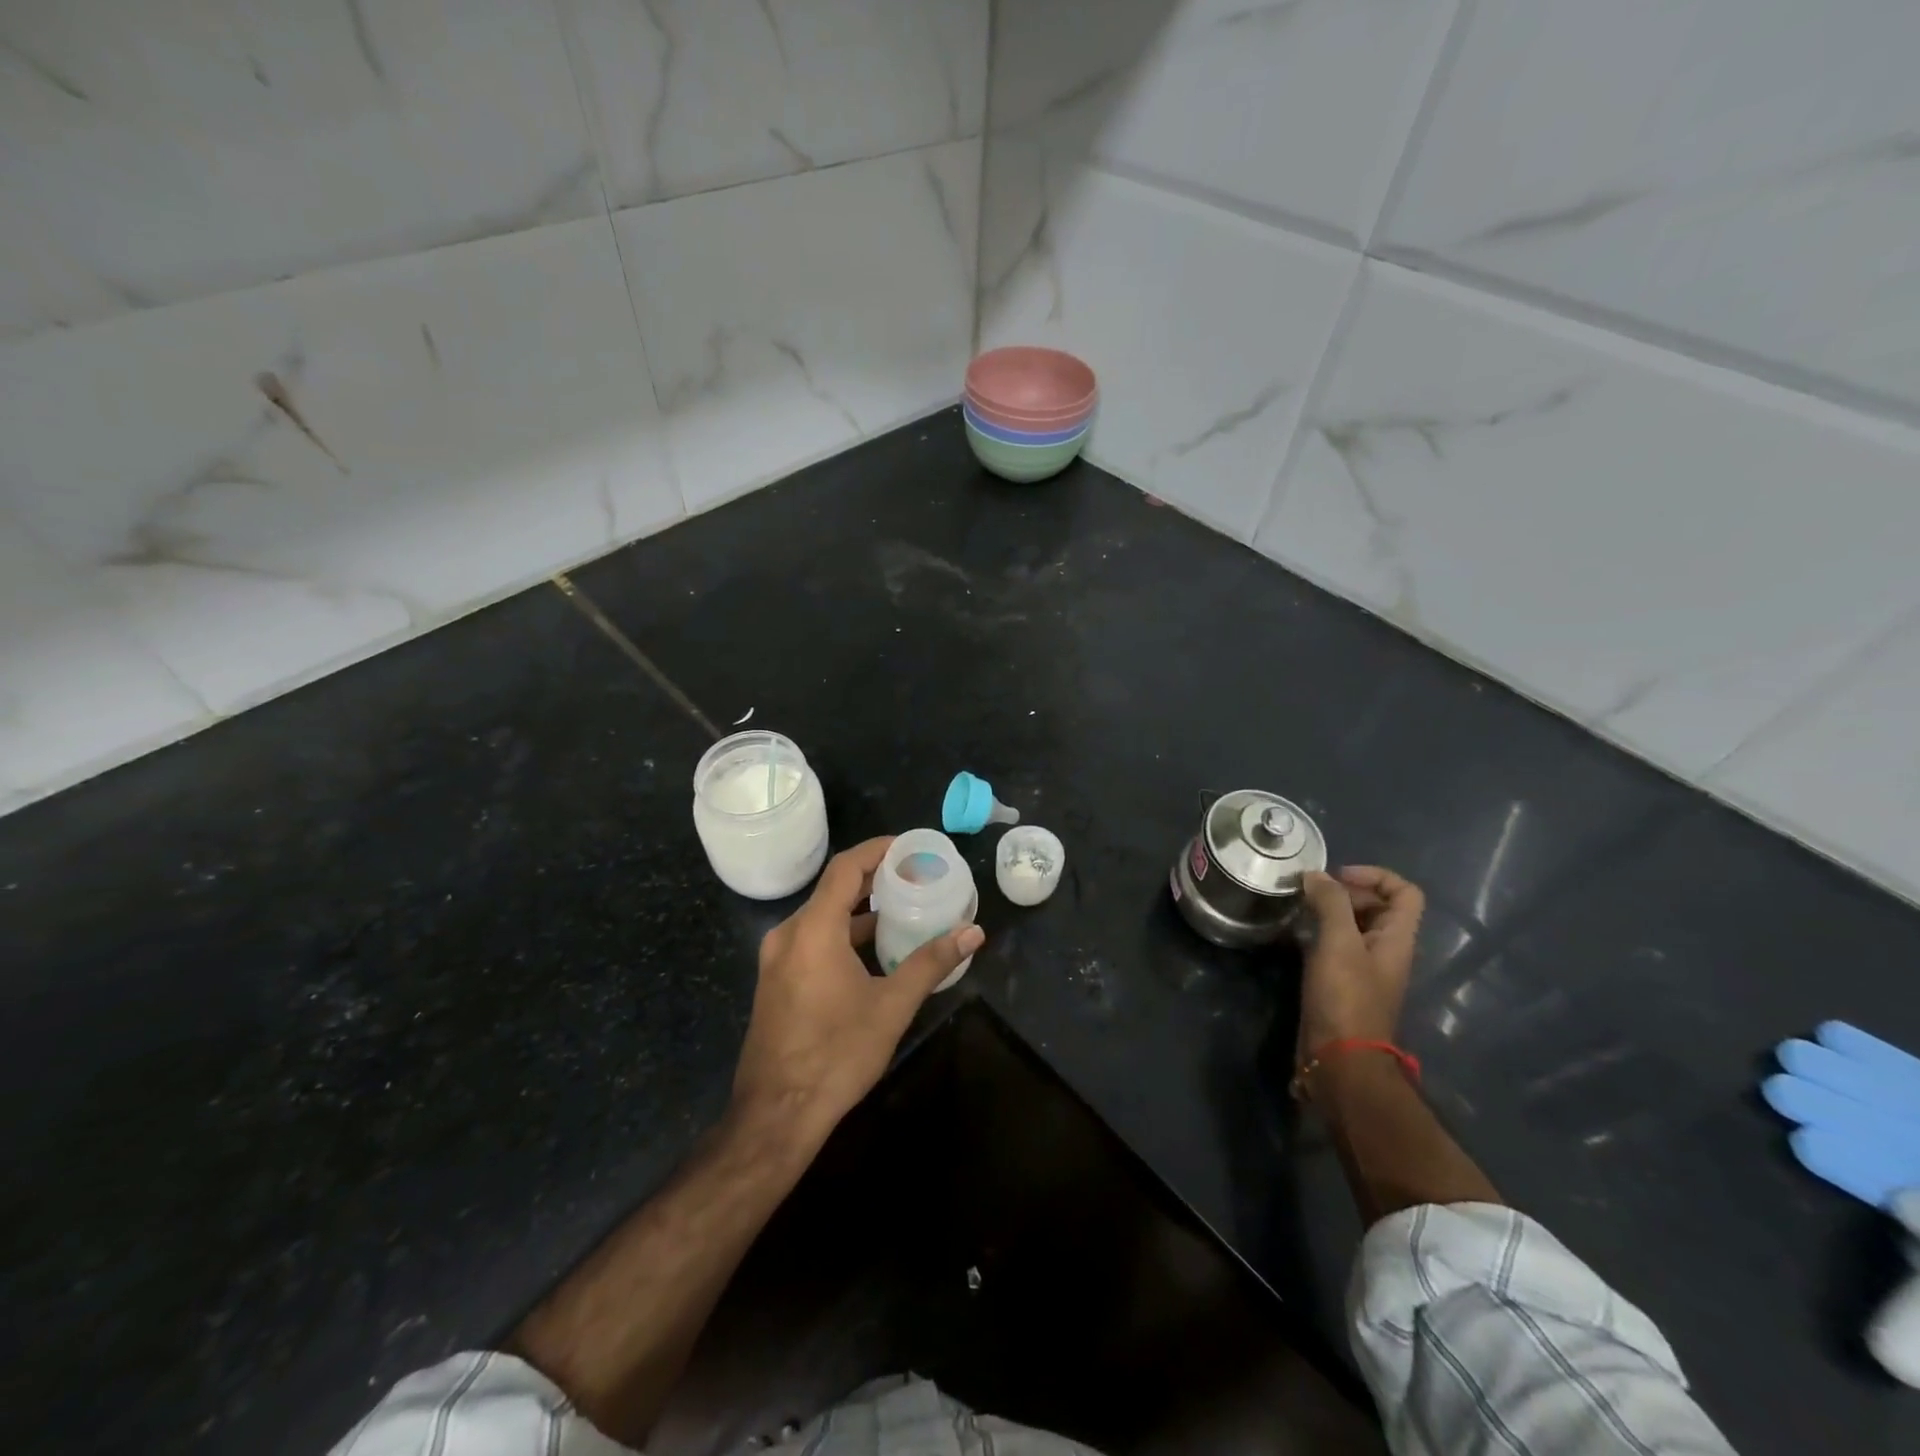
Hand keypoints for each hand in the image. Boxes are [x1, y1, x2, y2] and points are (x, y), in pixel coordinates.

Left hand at [731, 837, 984, 1144]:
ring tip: (902, 909)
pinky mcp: (776, 981)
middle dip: (874, 879)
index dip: (877, 850)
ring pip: (822, 916)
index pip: (845, 868)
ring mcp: (777, 959)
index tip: (910, 846)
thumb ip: (931, 962)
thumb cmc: (836, 1054)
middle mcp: (789, 935)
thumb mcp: (891, 1006)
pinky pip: (812, 939)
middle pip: (833, 889)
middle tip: (916, 876)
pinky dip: (843, 933)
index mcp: (813, 930)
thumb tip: (973, 932)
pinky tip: (873, 950)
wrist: (776, 1114)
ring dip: (860, 910)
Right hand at [1298, 865, 1424, 1053]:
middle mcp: (1385, 950)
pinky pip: (1334, 946)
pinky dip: (1317, 933)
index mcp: (1397, 939)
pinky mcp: (1341, 983)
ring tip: (1298, 909)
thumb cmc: (1345, 998)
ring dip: (1329, 912)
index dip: (1375, 876)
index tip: (1337, 877)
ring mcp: (1363, 969)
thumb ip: (1331, 903)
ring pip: (1353, 926)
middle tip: (1311, 892)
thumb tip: (1315, 875)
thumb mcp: (1339, 943)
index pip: (1405, 893)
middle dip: (1346, 891)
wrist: (1339, 1059)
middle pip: (1377, 906)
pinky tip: (1293, 936)